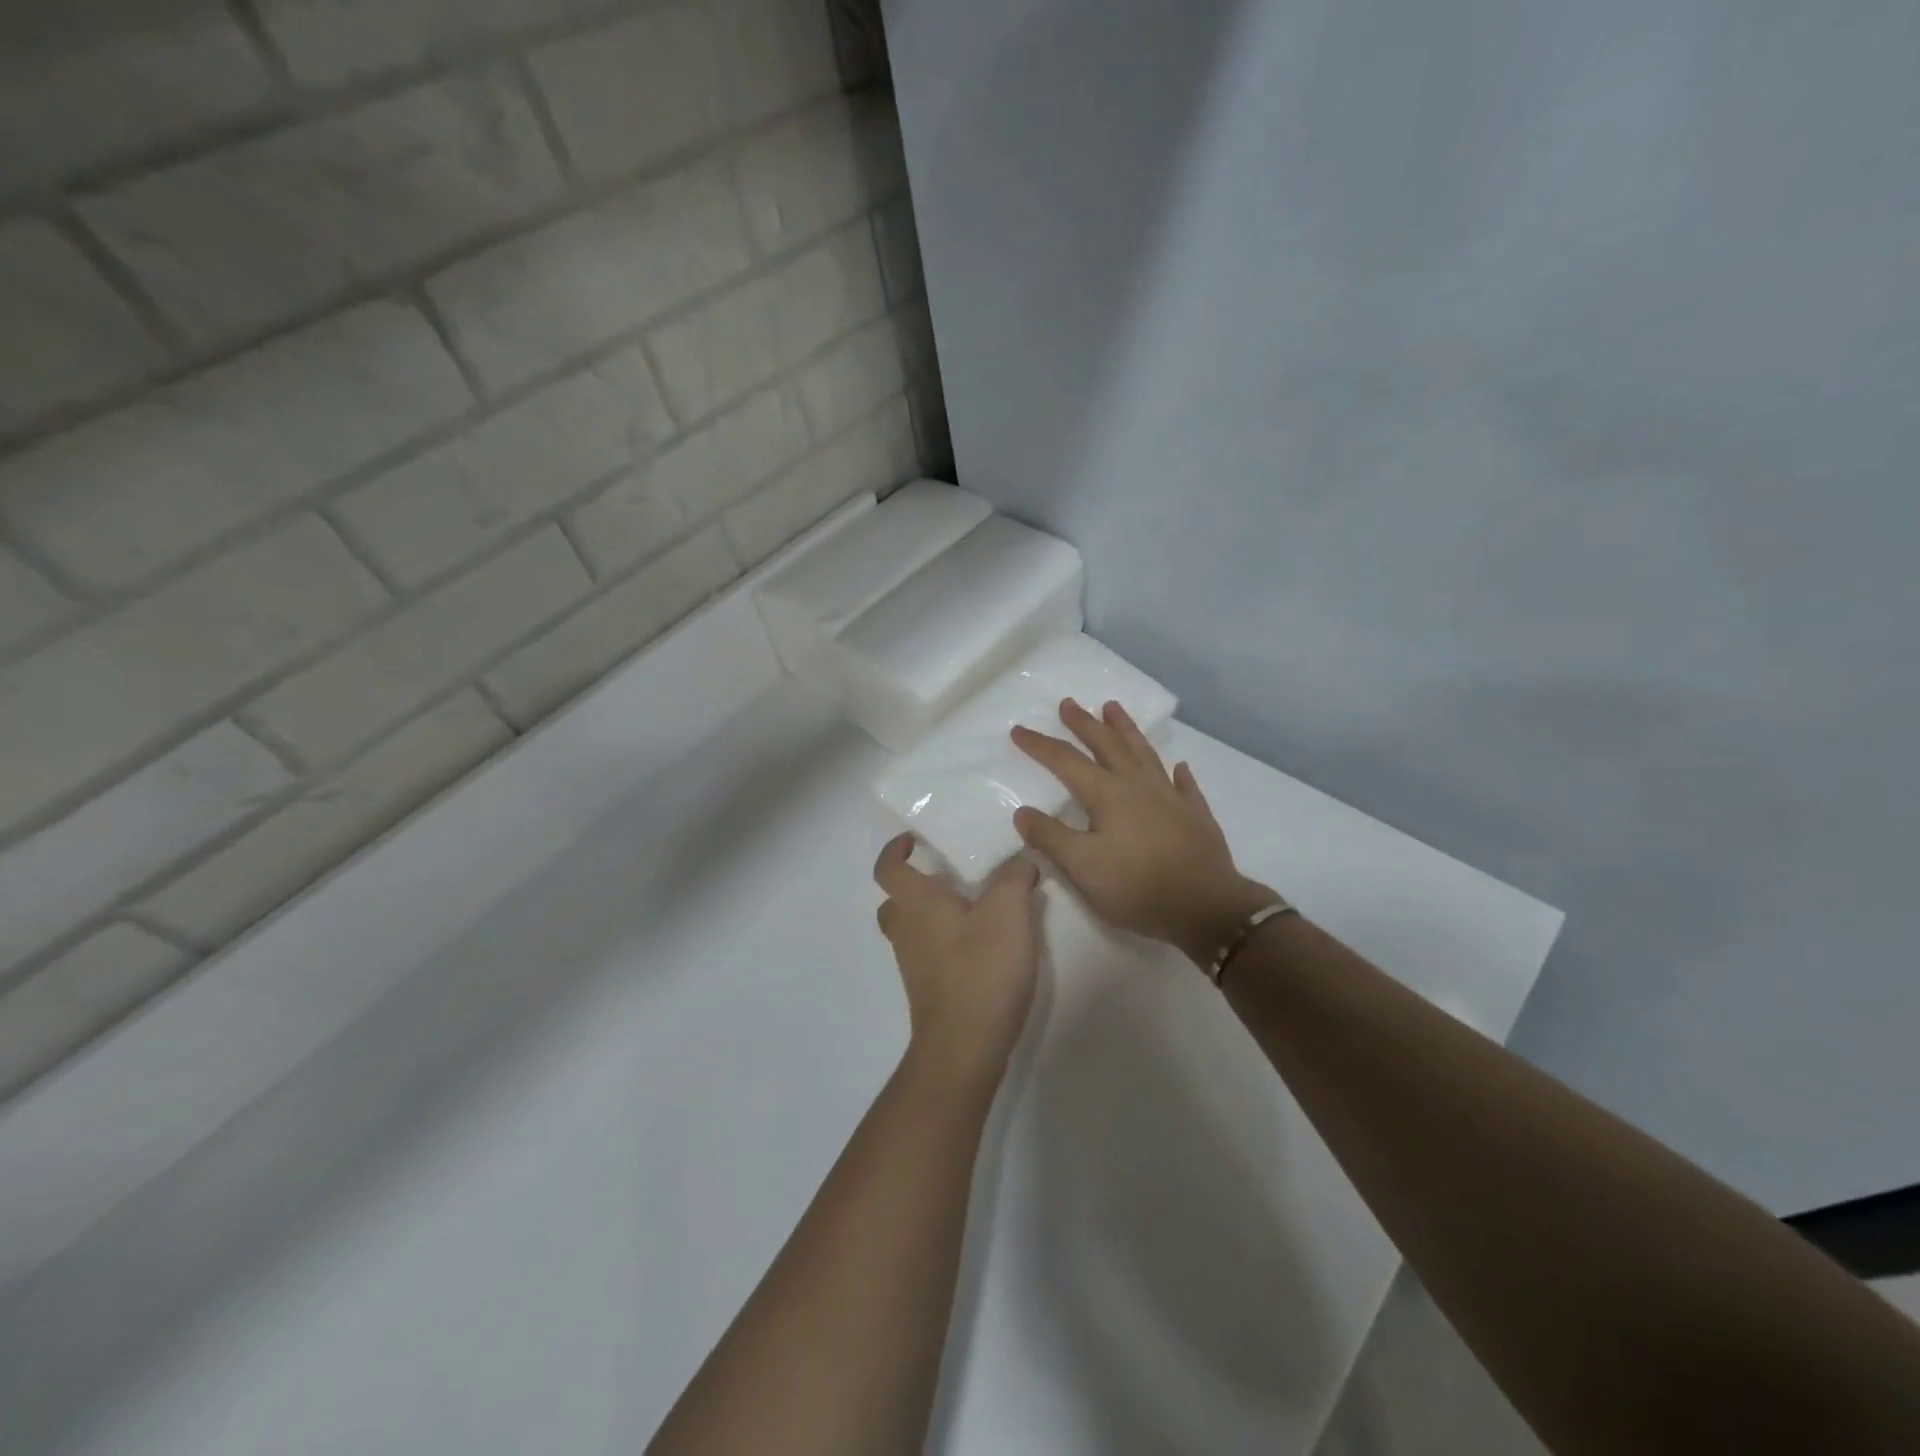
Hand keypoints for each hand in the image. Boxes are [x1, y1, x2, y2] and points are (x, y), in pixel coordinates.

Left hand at [874, 834, 1043, 1081]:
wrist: (965, 1046)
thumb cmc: (981, 969)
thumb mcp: (1009, 910)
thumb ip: (1016, 876)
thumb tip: (1022, 860)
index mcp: (916, 904)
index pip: (888, 869)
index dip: (894, 850)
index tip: (913, 840)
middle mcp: (907, 932)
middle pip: (895, 903)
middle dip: (914, 887)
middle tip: (947, 880)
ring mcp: (914, 967)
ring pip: (913, 931)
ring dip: (933, 917)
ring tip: (975, 910)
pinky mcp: (930, 993)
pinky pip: (930, 957)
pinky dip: (947, 945)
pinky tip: (984, 948)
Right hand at [1011, 699, 1278, 967]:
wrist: (1206, 907)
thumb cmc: (1137, 886)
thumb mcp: (1082, 867)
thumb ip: (1050, 837)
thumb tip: (1022, 811)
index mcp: (1107, 794)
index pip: (1066, 761)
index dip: (1040, 745)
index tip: (1019, 730)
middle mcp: (1138, 785)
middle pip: (1107, 745)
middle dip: (1084, 724)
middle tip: (1069, 703)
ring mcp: (1171, 797)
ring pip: (1144, 753)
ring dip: (1126, 729)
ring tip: (1113, 708)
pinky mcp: (1195, 815)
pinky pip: (1184, 784)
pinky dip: (1177, 772)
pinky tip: (1178, 766)